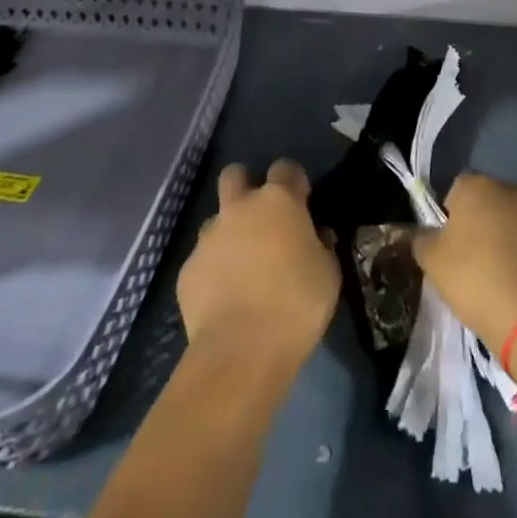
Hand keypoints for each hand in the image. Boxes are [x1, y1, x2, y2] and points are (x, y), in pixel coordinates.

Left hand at [177, 159, 338, 365]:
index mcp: (278, 201)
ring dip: (229, 232)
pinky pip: (203, 258)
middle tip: (261, 217)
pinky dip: (214, 269)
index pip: (286, 168)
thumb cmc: (297, 304)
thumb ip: (322, 245)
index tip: (302, 201)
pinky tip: (225, 296)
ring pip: (216, 219)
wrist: (241, 350)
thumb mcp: (329, 273)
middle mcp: (239, 208)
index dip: (293, 181)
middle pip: (235, 175)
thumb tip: (316, 236)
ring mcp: (208, 237)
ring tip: (243, 266)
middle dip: (246, 186)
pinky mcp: (188, 269)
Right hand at [412, 173, 516, 351]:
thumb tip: (424, 234)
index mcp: (478, 187)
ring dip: (509, 240)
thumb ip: (423, 240)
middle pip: (490, 202)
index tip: (449, 242)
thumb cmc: (474, 279)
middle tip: (472, 258)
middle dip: (482, 223)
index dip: (451, 214)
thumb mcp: (432, 261)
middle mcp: (513, 192)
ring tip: (500, 276)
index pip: (457, 189)